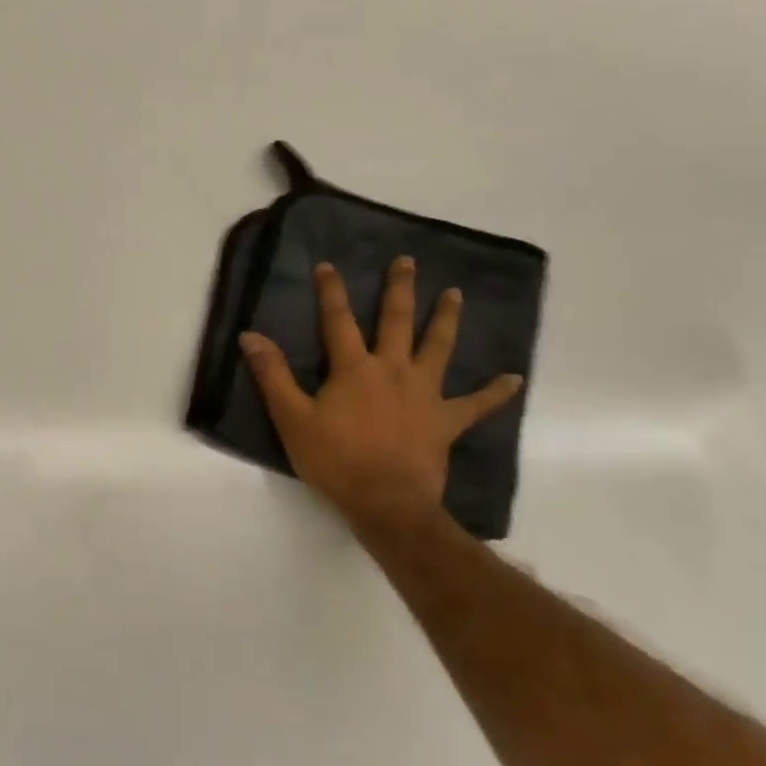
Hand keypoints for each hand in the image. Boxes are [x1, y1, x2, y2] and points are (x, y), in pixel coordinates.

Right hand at [240, 257, 522, 534]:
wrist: (387, 504)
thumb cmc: (336, 461)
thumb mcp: (293, 419)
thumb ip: (272, 375)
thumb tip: (251, 335)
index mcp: (354, 368)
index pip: (338, 320)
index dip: (331, 291)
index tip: (328, 265)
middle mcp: (392, 370)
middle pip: (397, 321)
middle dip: (399, 289)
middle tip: (408, 261)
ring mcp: (424, 393)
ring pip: (438, 348)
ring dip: (446, 319)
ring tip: (455, 294)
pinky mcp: (446, 421)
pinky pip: (475, 404)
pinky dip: (495, 392)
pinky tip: (513, 379)